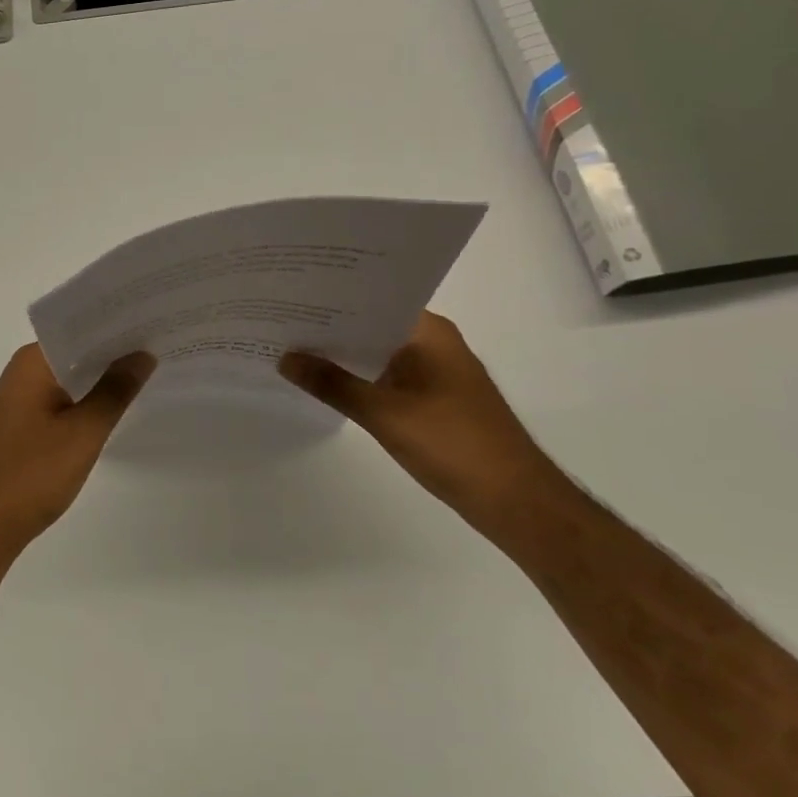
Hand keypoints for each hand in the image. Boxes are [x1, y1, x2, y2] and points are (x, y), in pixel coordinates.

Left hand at [0, 345, 155, 576]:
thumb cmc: (28, 476)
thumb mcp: (82, 433)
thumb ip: (114, 391)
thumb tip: (142, 354)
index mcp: (33, 361)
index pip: (82, 328)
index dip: (118, 324)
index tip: (156, 319)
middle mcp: (23, 371)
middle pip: (76, 351)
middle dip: (115, 351)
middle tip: (164, 344)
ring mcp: (19, 399)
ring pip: (69, 377)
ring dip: (101, 377)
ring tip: (150, 371)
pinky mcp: (20, 425)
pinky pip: (60, 399)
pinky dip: (86, 400)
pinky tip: (115, 407)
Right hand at [279, 311, 564, 532]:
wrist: (517, 502)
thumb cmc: (454, 445)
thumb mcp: (383, 413)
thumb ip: (332, 384)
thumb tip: (285, 358)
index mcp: (428, 331)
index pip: (371, 299)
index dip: (331, 297)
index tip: (290, 294)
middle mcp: (433, 342)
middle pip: (372, 324)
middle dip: (330, 326)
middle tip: (280, 319)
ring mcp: (436, 371)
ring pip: (378, 352)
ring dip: (344, 354)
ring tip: (292, 347)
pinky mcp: (435, 398)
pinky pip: (388, 375)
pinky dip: (360, 377)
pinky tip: (327, 382)